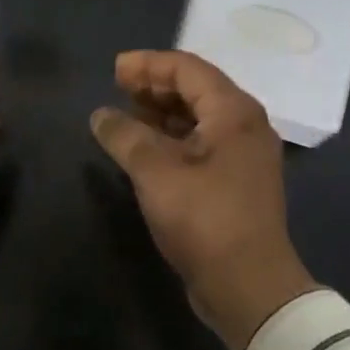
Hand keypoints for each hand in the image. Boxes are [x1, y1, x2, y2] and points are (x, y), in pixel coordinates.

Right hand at [90, 50, 318, 349]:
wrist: (249, 286)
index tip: (114, 70)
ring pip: (199, 117)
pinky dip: (172, 137)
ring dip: (162, 112)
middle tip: (117, 90)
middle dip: (155, 85)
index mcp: (234, 112)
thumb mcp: (156, 173)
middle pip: (196, 89)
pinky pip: (201, 141)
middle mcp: (245, 125)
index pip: (188, 68)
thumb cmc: (204, 220)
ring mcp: (243, 154)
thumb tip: (100, 116)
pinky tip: (145, 147)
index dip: (148, 64)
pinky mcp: (236, 180)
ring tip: (126, 115)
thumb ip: (125, 136)